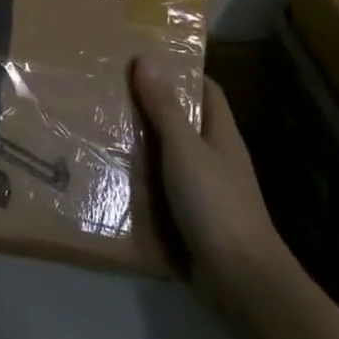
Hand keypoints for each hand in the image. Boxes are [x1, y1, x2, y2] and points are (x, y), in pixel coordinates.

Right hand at [131, 56, 292, 286]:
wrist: (240, 280)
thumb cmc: (216, 204)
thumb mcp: (184, 149)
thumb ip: (164, 107)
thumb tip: (146, 58)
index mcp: (221, 135)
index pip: (206, 91)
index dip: (180, 73)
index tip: (143, 60)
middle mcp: (214, 159)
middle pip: (183, 123)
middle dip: (150, 109)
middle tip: (108, 93)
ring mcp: (204, 192)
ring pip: (168, 159)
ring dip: (140, 147)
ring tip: (98, 130)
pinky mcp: (190, 220)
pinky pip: (160, 193)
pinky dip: (139, 184)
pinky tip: (109, 179)